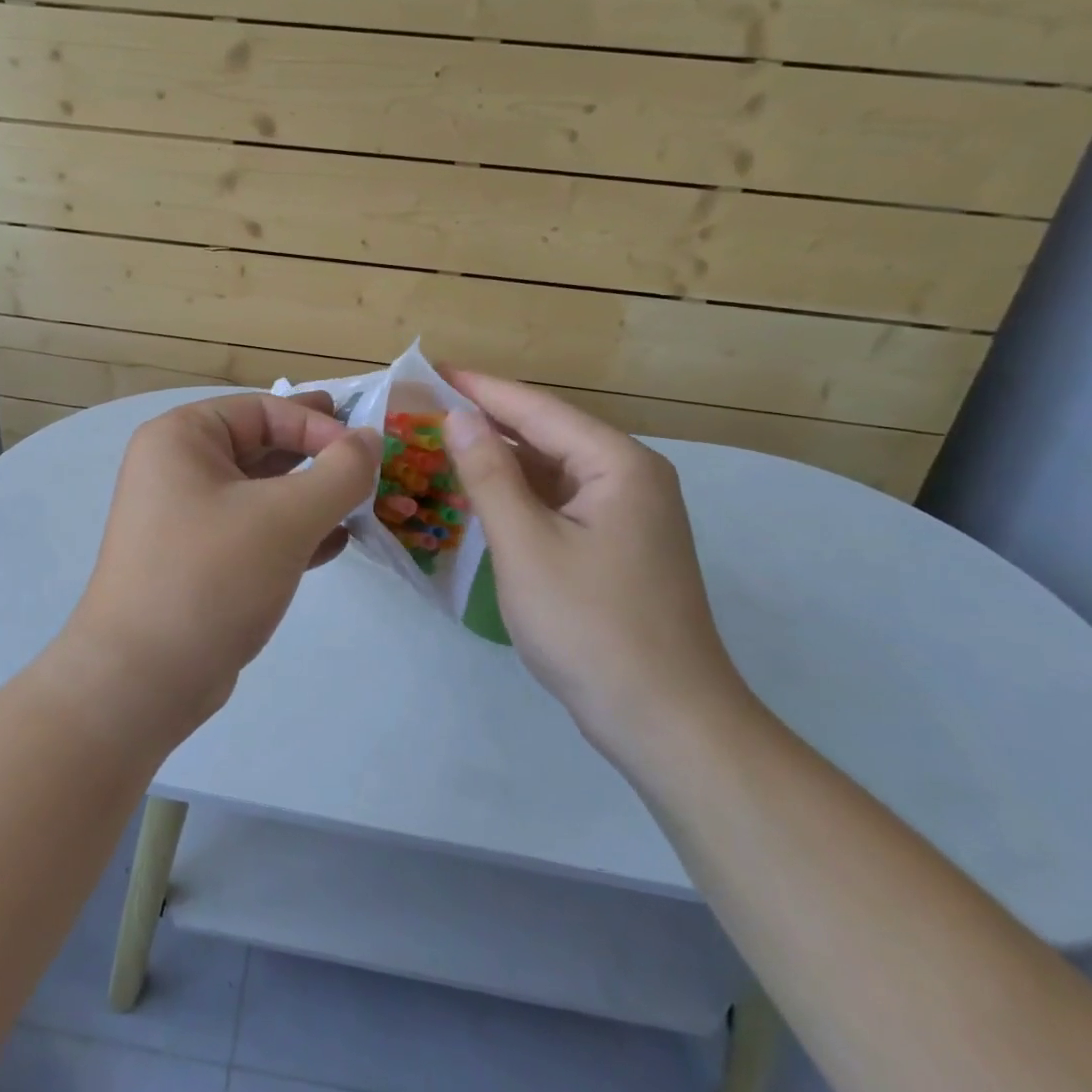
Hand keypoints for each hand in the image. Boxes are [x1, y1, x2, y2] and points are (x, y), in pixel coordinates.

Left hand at [51, 391, 381, 740]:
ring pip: (260, 492)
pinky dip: (293, 532)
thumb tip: (369, 440)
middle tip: (365, 458)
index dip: (318, 423)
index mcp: (181, 439)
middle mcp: (177, 470)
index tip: (365, 452)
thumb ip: (339, 472)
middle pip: (261, 446)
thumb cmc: (211, 577)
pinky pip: (253, 531)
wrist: (142, 680)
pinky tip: (334, 543)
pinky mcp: (197, 562)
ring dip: (310, 496)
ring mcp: (184, 519)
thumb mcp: (285, 517)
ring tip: (360, 502)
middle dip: (315, 455)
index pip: (262, 409)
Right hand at [442, 371, 755, 772]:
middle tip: (424, 410)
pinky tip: (480, 496)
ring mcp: (627, 514)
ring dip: (499, 460)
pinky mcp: (617, 546)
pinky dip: (518, 496)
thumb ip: (490, 476)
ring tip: (440, 445)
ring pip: (551, 471)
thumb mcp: (526, 546)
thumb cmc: (590, 626)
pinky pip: (559, 503)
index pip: (537, 409)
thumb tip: (460, 418)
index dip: (479, 388)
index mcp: (617, 464)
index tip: (430, 370)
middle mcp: (629, 477)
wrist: (666, 721)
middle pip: (547, 434)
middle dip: (486, 421)